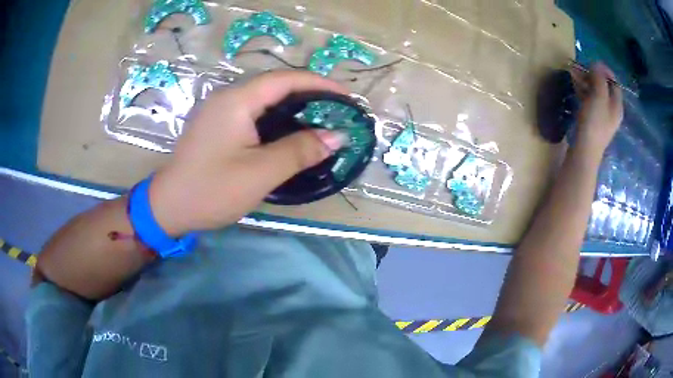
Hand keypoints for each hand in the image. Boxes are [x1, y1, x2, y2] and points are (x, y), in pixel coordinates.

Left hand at [148, 71, 348, 235]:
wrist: (168, 208)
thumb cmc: (211, 190)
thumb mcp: (260, 172)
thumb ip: (299, 151)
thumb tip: (337, 136)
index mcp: (237, 100)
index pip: (286, 79)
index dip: (320, 84)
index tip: (346, 96)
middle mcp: (227, 97)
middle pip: (275, 84)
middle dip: (309, 93)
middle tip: (336, 110)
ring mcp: (219, 110)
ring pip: (263, 98)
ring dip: (292, 105)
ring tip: (319, 119)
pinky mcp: (216, 125)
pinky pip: (252, 112)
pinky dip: (276, 117)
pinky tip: (288, 131)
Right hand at [575, 63, 623, 154]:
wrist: (584, 150)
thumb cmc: (594, 123)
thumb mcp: (598, 97)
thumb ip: (599, 79)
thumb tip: (597, 64)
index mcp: (617, 105)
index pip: (614, 83)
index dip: (605, 71)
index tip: (592, 63)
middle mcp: (612, 110)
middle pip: (604, 87)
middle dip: (593, 75)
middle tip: (581, 68)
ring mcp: (602, 116)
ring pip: (595, 93)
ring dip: (586, 82)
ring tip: (574, 74)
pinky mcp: (592, 121)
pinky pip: (589, 100)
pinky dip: (583, 91)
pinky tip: (575, 87)